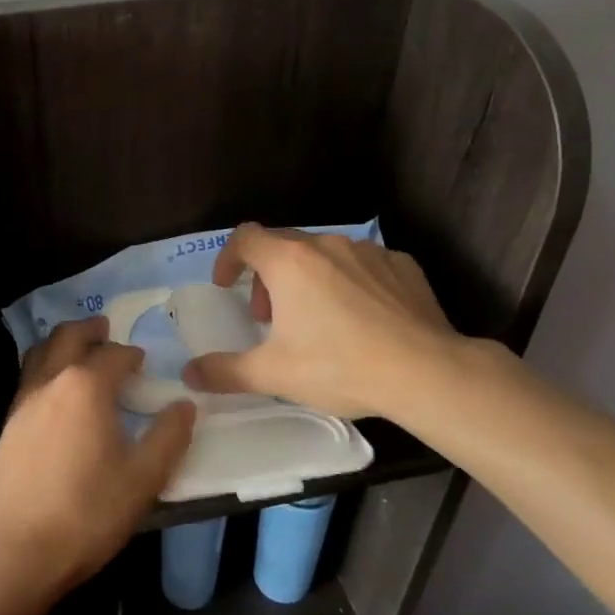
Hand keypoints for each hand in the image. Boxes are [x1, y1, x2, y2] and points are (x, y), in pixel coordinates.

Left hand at [0, 318, 196, 597]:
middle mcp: (51, 382)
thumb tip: (184, 405)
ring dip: (62, 343)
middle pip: (68, 338)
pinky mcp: (8, 425)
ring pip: (41, 353)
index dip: (131, 354)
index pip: (114, 355)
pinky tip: (56, 392)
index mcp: (86, 387)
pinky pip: (29, 378)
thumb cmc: (88, 512)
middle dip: (90, 329)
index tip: (143, 360)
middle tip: (105, 328)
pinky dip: (45, 367)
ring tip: (78, 350)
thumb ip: (168, 437)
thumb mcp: (143, 478)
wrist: (19, 549)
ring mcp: (23, 402)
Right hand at [181, 224, 466, 421]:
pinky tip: (361, 318)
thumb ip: (225, 372)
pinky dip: (349, 283)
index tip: (227, 286)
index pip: (245, 238)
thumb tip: (188, 376)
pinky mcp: (402, 265)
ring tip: (316, 320)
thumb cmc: (339, 366)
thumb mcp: (273, 374)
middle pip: (283, 246)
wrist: (426, 372)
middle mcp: (326, 245)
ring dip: (307, 279)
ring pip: (323, 255)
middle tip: (269, 317)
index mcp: (289, 262)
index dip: (228, 258)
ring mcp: (368, 252)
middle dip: (267, 277)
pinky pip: (363, 265)